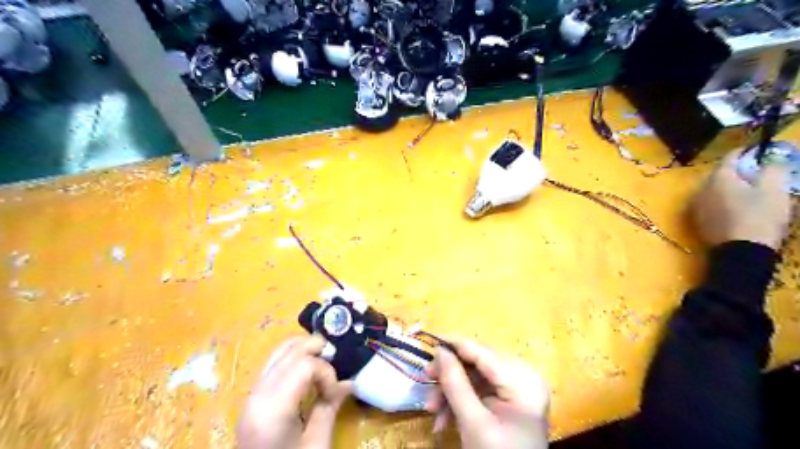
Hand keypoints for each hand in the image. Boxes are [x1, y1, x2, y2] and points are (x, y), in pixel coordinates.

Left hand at [235, 337, 350, 448]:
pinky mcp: (251, 401)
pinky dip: (291, 360)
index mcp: (272, 409)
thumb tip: (349, 383)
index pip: (304, 365)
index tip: (336, 392)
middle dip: (315, 350)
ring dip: (303, 351)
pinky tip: (306, 372)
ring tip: (323, 360)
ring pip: (277, 354)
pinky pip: (272, 366)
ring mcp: (250, 397)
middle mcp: (257, 396)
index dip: (326, 372)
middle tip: (335, 360)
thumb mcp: (316, 445)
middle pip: (288, 352)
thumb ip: (329, 408)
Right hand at [424, 339, 550, 448]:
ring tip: (432, 410)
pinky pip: (480, 391)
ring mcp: (518, 389)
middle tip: (425, 379)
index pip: (482, 352)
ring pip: (475, 378)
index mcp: (523, 380)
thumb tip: (440, 350)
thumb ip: (455, 383)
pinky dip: (461, 402)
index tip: (429, 341)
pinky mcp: (510, 399)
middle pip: (477, 365)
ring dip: (451, 393)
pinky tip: (445, 419)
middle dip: (449, 377)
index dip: (454, 344)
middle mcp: (524, 376)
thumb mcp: (473, 423)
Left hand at [691, 149, 795, 248]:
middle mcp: (701, 189)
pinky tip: (735, 206)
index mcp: (718, 178)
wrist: (740, 251)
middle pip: (719, 173)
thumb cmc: (759, 217)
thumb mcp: (775, 190)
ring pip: (713, 189)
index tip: (758, 150)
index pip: (730, 157)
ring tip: (747, 190)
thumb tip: (770, 159)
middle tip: (756, 172)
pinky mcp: (697, 220)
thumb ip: (773, 169)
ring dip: (728, 186)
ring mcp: (696, 205)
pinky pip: (710, 203)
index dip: (746, 152)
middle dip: (736, 170)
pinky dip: (721, 200)